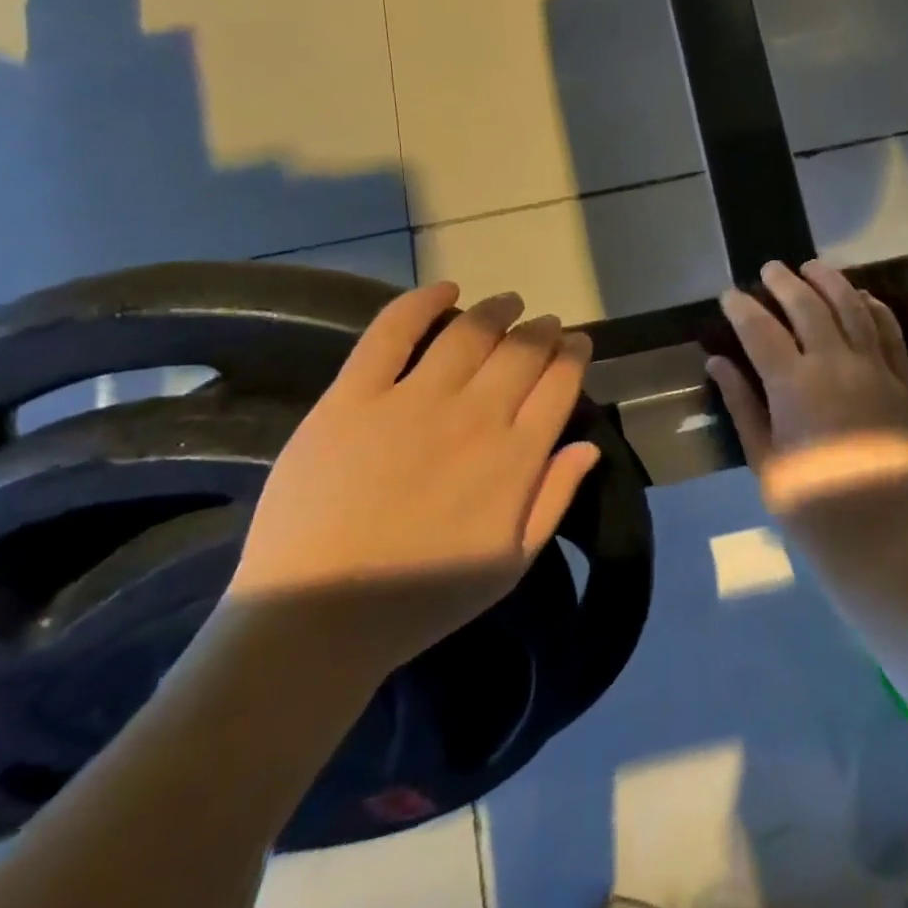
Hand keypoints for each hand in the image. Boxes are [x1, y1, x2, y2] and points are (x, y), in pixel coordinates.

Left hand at [227, 282, 599, 679]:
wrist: (317, 619)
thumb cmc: (422, 600)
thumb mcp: (511, 564)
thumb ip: (555, 499)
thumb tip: (589, 445)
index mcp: (516, 458)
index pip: (560, 384)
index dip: (574, 355)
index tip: (576, 343)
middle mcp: (475, 416)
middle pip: (521, 350)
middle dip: (542, 329)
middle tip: (545, 323)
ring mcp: (412, 401)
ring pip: (468, 332)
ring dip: (496, 310)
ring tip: (507, 302)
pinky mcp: (353, 397)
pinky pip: (391, 333)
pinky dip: (421, 302)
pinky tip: (445, 288)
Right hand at [706, 260, 907, 560]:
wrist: (878, 539)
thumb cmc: (808, 506)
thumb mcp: (763, 458)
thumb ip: (742, 403)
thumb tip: (717, 361)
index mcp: (795, 387)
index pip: (761, 330)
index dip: (742, 308)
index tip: (729, 295)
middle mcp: (837, 366)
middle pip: (809, 307)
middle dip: (785, 282)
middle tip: (769, 269)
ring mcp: (876, 371)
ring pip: (853, 309)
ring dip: (831, 282)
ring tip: (813, 267)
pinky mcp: (903, 383)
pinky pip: (891, 334)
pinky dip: (876, 309)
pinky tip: (862, 298)